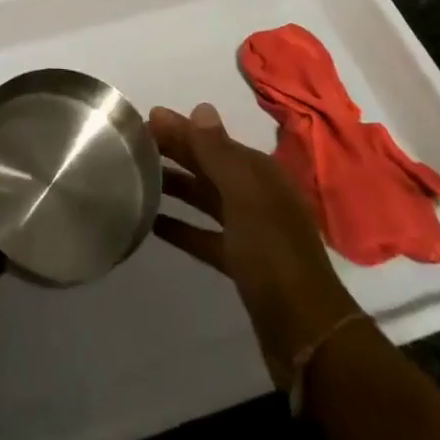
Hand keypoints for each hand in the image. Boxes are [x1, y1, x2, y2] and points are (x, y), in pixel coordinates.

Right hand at [152, 103, 359, 387]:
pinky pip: (205, 235)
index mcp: (261, 174)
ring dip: (177, 186)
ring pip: (207, 199)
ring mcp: (250, 231)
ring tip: (138, 178)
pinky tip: (154, 223)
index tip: (147, 119)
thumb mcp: (244, 196)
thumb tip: (201, 107)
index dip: (183, 129)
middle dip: (177, 152)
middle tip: (135, 143)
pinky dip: (182, 227)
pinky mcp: (241, 263)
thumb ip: (219, 153)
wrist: (304, 332)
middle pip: (211, 167)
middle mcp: (257, 196)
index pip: (215, 141)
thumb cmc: (272, 254)